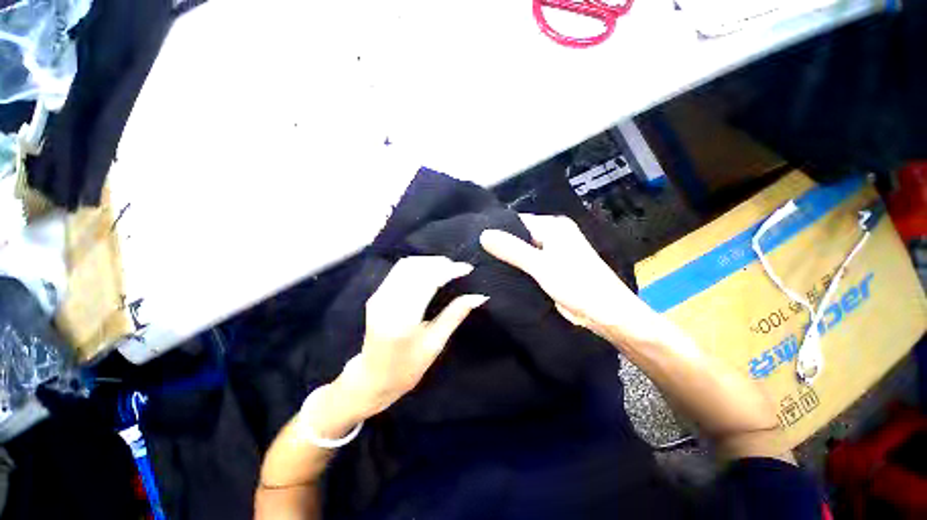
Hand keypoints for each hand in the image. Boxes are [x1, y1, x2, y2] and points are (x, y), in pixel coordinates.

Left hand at [332, 256, 487, 422]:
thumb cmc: (407, 368)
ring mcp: (378, 297)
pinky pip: (398, 271)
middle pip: (415, 268)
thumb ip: (455, 315)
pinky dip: (417, 266)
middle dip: (439, 263)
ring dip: (428, 261)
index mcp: (403, 320)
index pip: (427, 282)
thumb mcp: (435, 344)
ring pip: (405, 265)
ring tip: (447, 266)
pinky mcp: (376, 295)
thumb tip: (479, 296)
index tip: (467, 268)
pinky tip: (429, 271)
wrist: (372, 378)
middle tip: (458, 267)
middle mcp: (387, 303)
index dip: (449, 270)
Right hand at [480, 214, 662, 346]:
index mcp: (553, 226)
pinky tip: (499, 273)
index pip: (517, 221)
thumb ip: (512, 249)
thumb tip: (483, 234)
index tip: (473, 239)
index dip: (496, 229)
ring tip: (481, 263)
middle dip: (500, 244)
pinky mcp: (551, 268)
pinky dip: (516, 267)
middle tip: (474, 254)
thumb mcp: (541, 266)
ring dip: (508, 257)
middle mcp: (552, 235)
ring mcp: (552, 252)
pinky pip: (528, 263)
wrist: (607, 313)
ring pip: (522, 250)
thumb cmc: (577, 285)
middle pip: (519, 235)